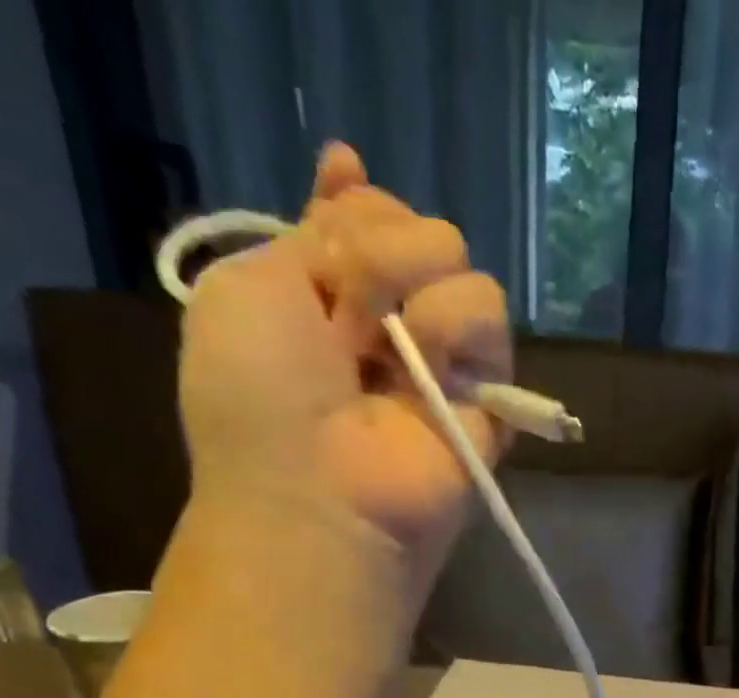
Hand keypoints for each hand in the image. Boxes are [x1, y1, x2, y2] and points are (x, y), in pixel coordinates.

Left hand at [177, 142, 510, 580]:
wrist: (316, 492)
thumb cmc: (259, 398)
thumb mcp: (249, 286)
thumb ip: (308, 231)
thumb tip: (349, 163)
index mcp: (328, 297)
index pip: (367, 215)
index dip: (355, 206)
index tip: (329, 215)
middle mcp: (390, 322)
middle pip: (415, 228)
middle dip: (375, 247)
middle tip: (344, 308)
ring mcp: (443, 358)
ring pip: (457, 262)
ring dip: (410, 282)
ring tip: (379, 345)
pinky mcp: (488, 391)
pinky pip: (489, 314)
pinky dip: (455, 323)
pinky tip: (425, 361)